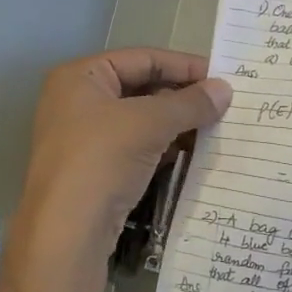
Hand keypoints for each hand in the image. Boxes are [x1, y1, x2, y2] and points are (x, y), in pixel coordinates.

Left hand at [10, 49, 230, 268]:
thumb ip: (189, 103)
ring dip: (175, 124)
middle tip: (222, 105)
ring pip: (139, 121)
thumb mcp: (150, 123)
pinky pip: (135, 148)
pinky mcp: (93, 171)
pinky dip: (162, 148)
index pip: (142, 58)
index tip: (221, 77)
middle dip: (181, 97)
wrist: (66, 233)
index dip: (183, 65)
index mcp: (81, 76)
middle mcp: (77, 101)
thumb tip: (225, 90)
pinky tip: (191, 154)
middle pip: (140, 88)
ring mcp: (83, 138)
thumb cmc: (102, 159)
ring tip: (215, 129)